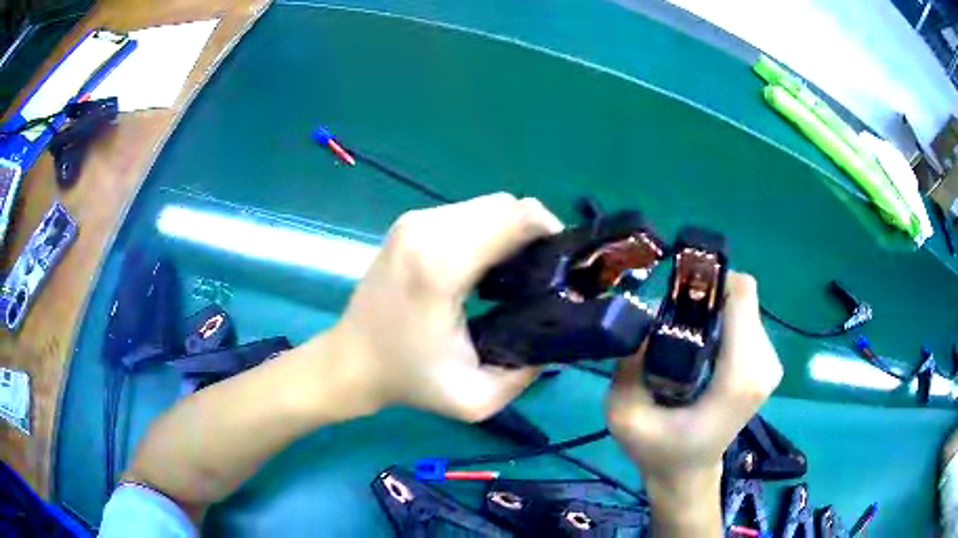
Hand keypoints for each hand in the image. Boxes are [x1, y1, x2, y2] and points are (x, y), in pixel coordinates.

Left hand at [330, 193, 562, 421]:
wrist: (351, 361)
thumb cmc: (409, 381)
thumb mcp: (475, 399)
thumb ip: (526, 373)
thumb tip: (556, 339)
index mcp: (443, 265)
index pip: (517, 217)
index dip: (550, 233)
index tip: (559, 265)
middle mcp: (427, 230)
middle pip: (505, 205)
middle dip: (532, 232)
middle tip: (539, 272)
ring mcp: (414, 222)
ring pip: (486, 206)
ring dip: (508, 231)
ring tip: (513, 271)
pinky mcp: (408, 225)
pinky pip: (465, 213)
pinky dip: (485, 231)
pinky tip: (484, 264)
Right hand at [605, 273, 782, 497]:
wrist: (688, 474)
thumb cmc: (659, 450)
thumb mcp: (626, 417)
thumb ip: (628, 368)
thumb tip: (640, 320)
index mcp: (738, 379)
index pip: (743, 297)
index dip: (711, 280)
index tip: (678, 289)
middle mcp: (763, 365)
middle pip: (742, 299)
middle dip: (707, 297)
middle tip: (673, 318)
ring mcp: (770, 365)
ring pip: (745, 307)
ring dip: (714, 310)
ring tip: (684, 334)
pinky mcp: (767, 365)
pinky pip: (748, 321)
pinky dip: (723, 323)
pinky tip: (701, 345)